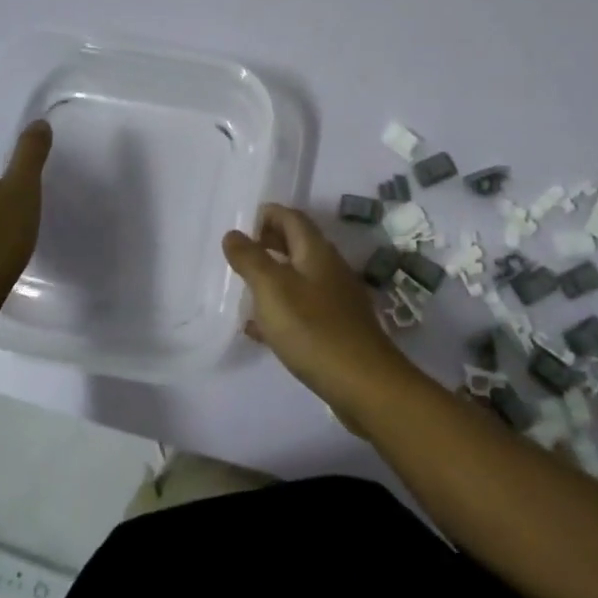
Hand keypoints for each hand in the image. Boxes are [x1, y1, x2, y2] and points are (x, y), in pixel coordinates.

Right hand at [222, 204, 420, 427]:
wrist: (363, 383)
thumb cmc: (312, 328)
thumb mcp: (272, 289)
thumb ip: (250, 259)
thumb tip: (234, 233)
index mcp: (316, 251)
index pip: (292, 218)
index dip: (267, 215)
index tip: (241, 225)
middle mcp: (329, 269)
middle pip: (297, 245)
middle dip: (268, 243)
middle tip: (239, 254)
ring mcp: (336, 299)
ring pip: (299, 277)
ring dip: (273, 276)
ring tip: (244, 288)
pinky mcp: (336, 328)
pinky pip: (302, 308)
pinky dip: (280, 309)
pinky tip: (260, 329)